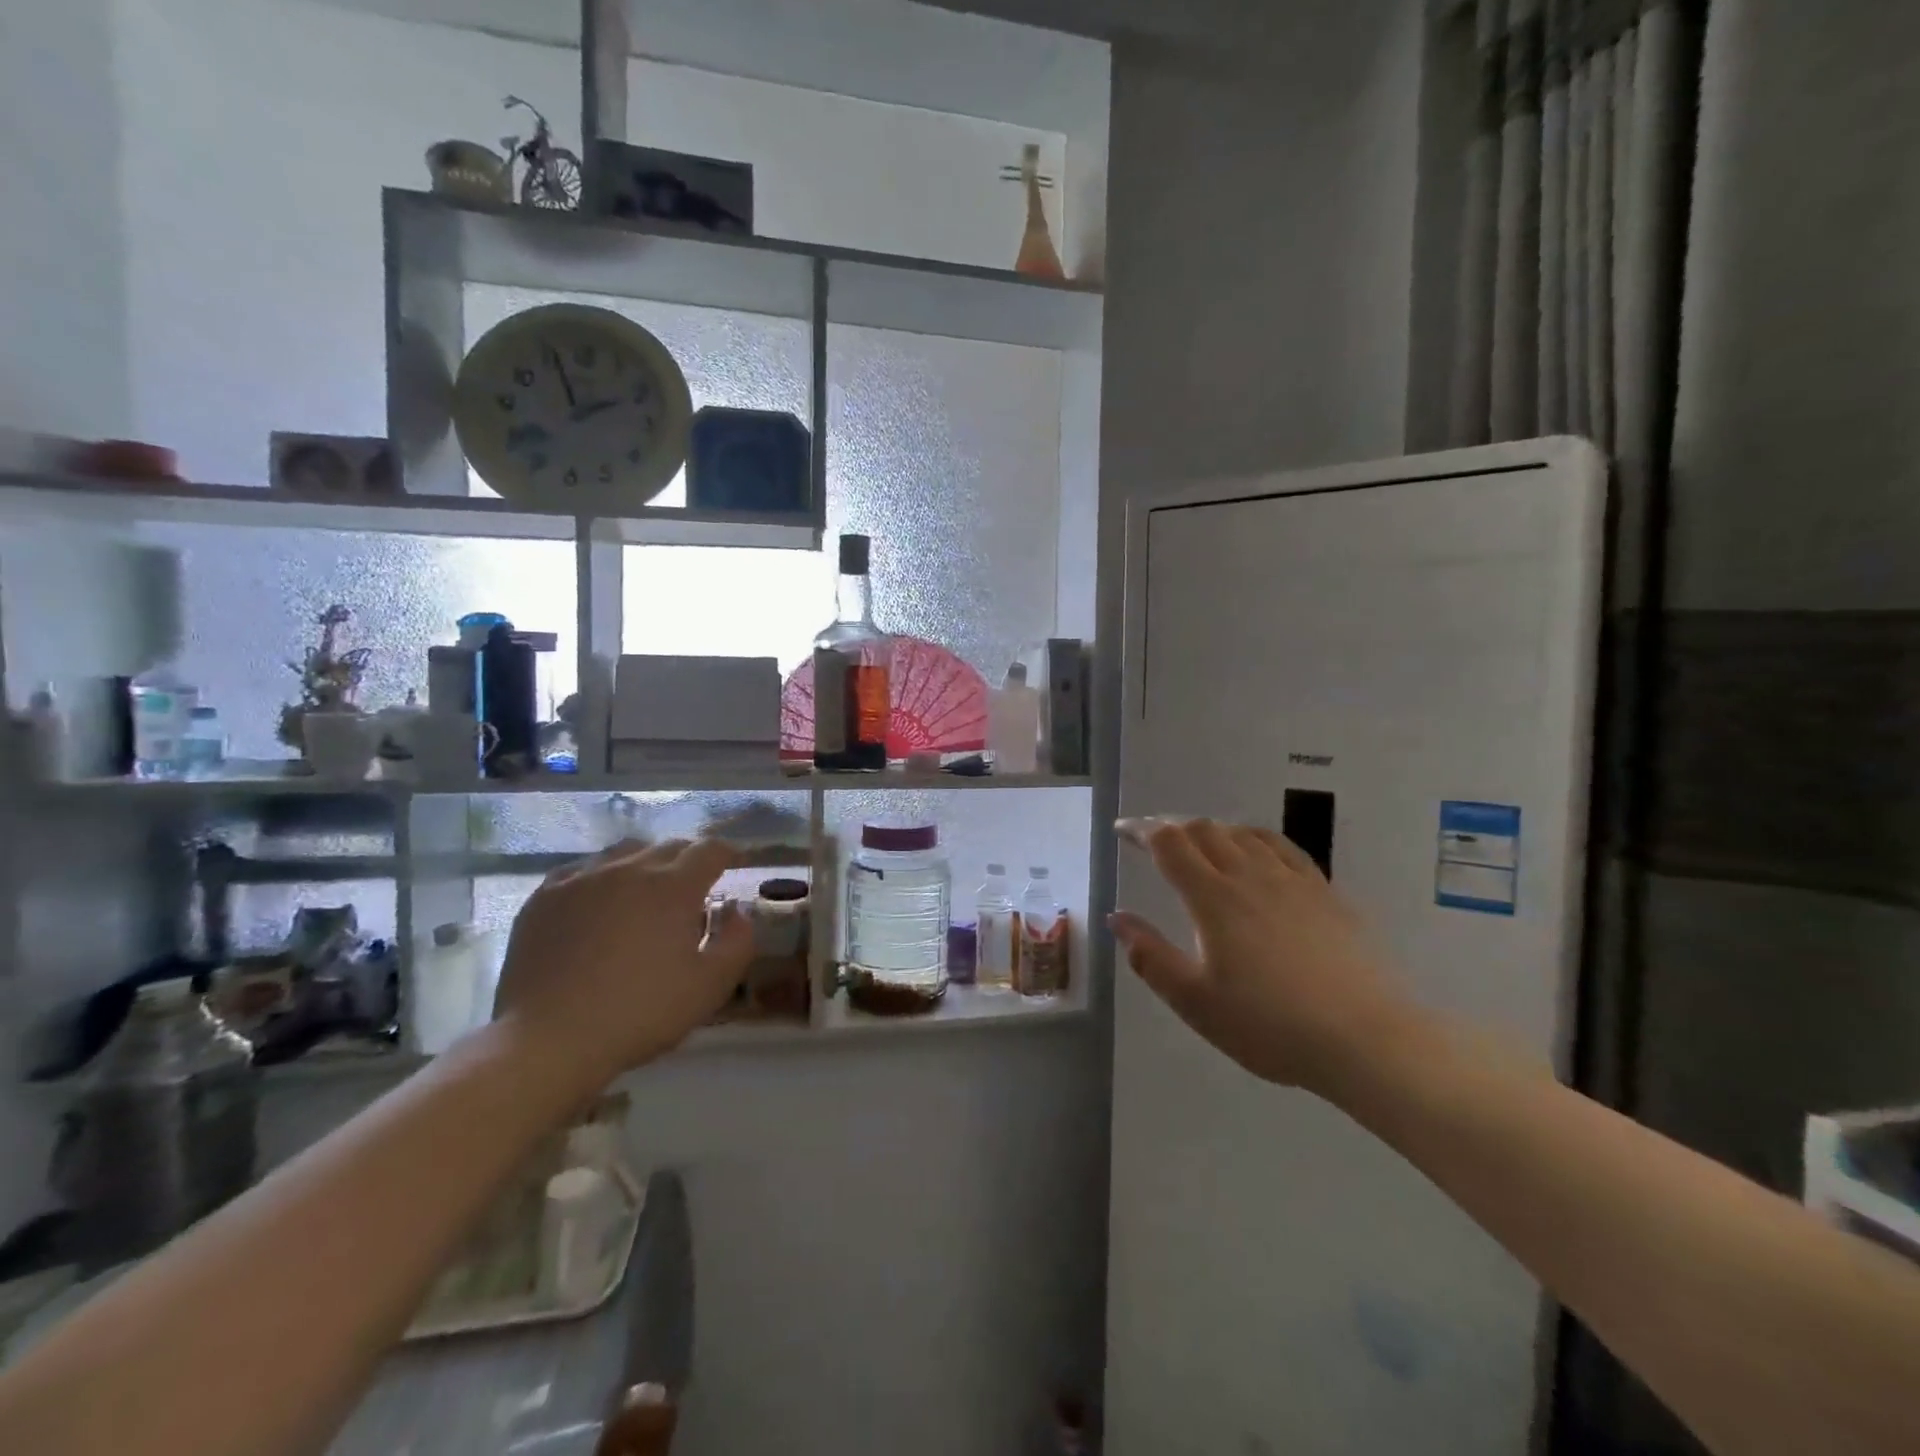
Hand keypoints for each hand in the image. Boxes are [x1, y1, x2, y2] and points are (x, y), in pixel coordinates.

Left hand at [493, 838, 753, 1081]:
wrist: (549, 1040)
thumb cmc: (640, 1012)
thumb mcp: (710, 986)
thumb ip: (738, 943)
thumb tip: (737, 913)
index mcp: (674, 886)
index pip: (709, 850)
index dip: (727, 852)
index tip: (734, 862)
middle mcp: (629, 869)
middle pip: (668, 847)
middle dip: (689, 859)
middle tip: (695, 883)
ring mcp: (582, 879)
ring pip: (624, 852)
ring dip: (646, 863)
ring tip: (647, 888)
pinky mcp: (544, 898)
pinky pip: (582, 871)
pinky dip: (602, 877)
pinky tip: (598, 900)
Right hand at [1110, 818, 1412, 1094]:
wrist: (1365, 1038)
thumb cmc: (1269, 1025)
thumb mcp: (1195, 1002)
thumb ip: (1150, 957)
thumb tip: (1116, 917)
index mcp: (1213, 898)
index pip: (1169, 844)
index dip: (1141, 831)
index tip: (1123, 832)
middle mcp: (1249, 875)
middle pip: (1203, 829)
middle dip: (1171, 827)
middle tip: (1153, 839)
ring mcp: (1291, 879)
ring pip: (1241, 833)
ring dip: (1210, 829)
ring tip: (1197, 842)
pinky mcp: (1324, 891)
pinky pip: (1281, 846)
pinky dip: (1253, 837)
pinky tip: (1254, 849)